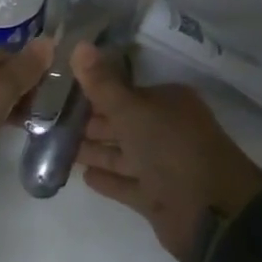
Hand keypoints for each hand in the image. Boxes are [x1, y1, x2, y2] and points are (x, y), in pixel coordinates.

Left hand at [0, 40, 49, 192]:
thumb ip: (26, 68)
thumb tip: (52, 39)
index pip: (21, 56)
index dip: (42, 73)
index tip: (65, 96)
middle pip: (6, 76)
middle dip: (29, 92)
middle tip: (56, 117)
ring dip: (12, 108)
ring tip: (38, 128)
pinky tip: (4, 134)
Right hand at [73, 46, 261, 261]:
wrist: (213, 216)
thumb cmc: (172, 150)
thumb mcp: (133, 111)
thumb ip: (103, 84)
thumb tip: (78, 44)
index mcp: (168, 102)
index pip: (124, 90)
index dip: (93, 90)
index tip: (60, 89)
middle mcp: (166, 129)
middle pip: (121, 122)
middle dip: (89, 121)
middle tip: (48, 118)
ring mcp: (163, 165)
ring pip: (121, 153)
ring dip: (93, 149)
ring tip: (55, 145)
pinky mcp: (157, 197)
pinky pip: (126, 183)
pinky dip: (108, 179)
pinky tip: (83, 176)